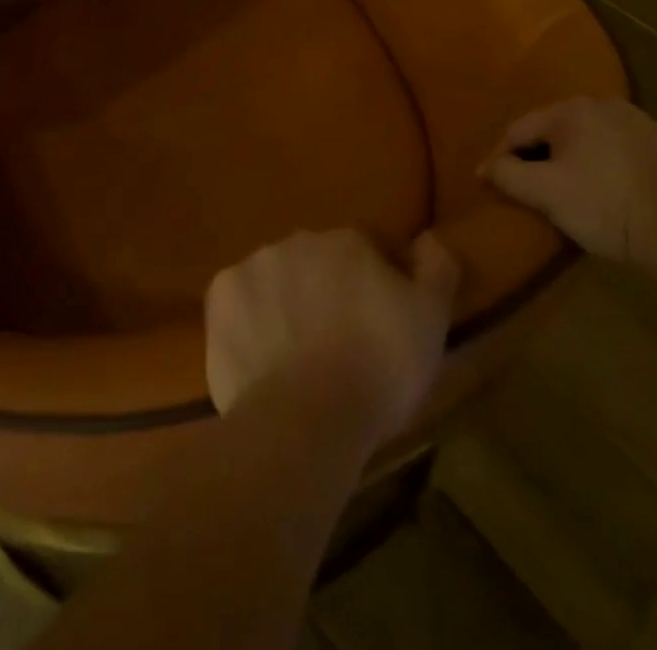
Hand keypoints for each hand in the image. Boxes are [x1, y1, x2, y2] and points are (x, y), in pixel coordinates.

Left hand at [205, 229, 460, 448]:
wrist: (305, 420)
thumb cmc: (378, 368)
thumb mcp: (431, 319)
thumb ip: (436, 267)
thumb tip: (429, 237)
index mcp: (348, 240)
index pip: (368, 248)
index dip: (378, 282)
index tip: (381, 321)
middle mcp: (299, 240)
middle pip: (320, 261)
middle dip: (329, 289)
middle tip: (339, 341)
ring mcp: (254, 265)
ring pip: (278, 278)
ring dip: (288, 301)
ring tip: (298, 355)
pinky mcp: (220, 296)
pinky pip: (241, 302)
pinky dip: (250, 320)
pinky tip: (263, 357)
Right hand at [484, 97, 656, 262]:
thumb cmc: (605, 205)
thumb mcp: (546, 193)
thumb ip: (508, 175)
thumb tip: (486, 167)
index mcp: (570, 109)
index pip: (519, 129)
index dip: (500, 156)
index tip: (488, 181)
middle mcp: (602, 103)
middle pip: (553, 129)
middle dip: (535, 154)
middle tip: (525, 185)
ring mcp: (635, 120)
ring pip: (585, 137)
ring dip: (569, 157)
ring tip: (562, 187)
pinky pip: (613, 147)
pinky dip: (599, 162)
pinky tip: (602, 187)